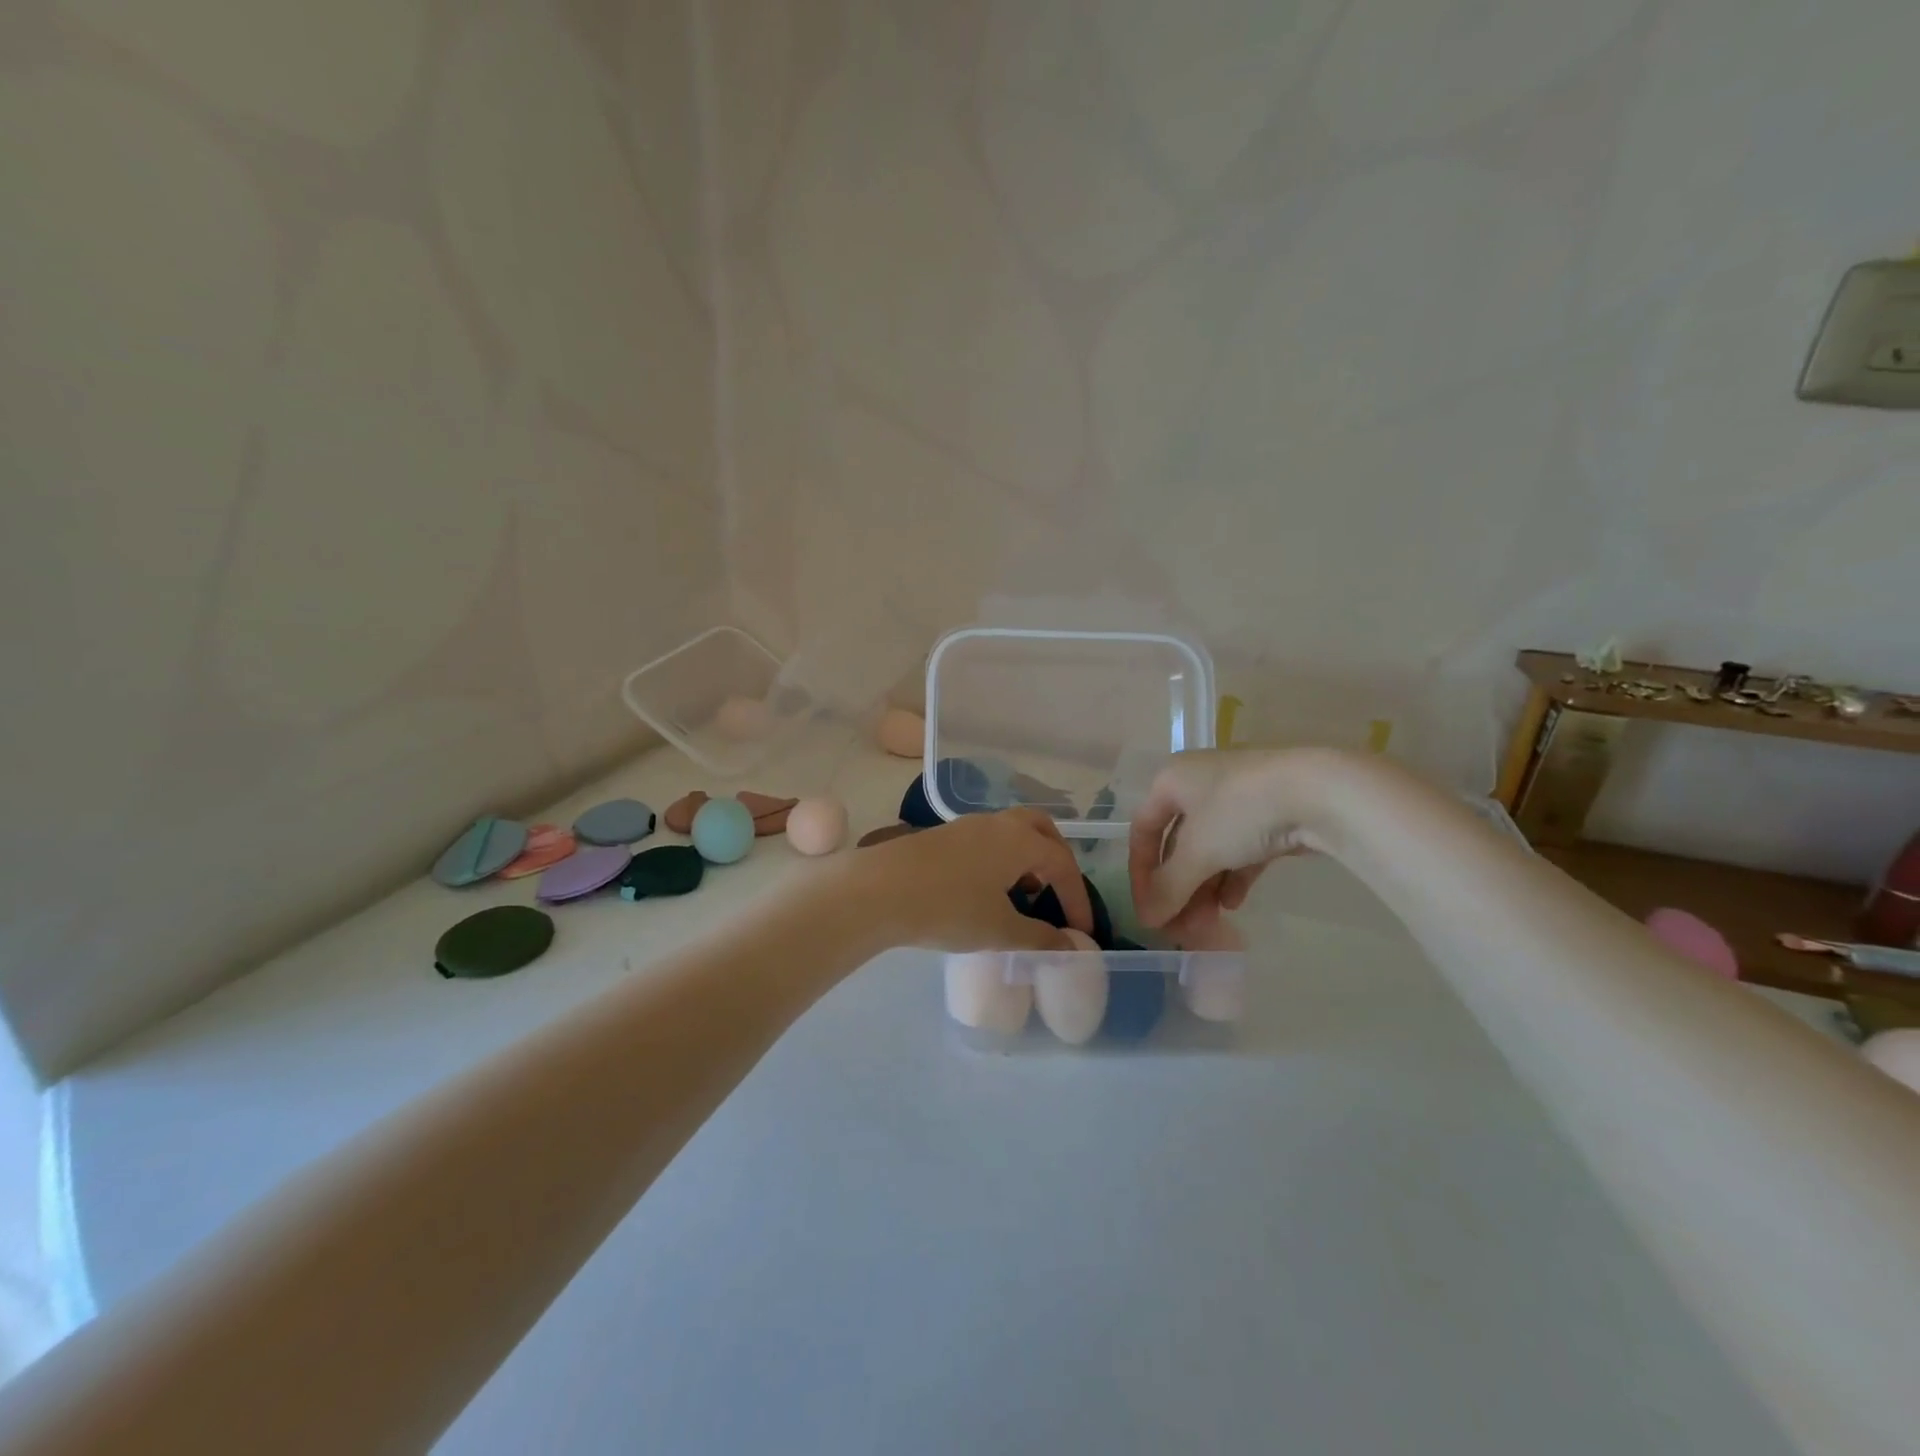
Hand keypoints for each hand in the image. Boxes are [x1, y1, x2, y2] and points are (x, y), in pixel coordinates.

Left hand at [855, 808, 1093, 951]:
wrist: (879, 890)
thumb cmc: (949, 908)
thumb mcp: (999, 931)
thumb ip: (1039, 938)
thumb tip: (1070, 946)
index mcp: (1020, 840)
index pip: (1063, 863)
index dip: (1077, 897)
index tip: (1082, 930)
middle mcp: (997, 824)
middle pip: (1040, 830)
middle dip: (1056, 859)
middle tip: (1058, 891)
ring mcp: (967, 827)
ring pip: (1011, 833)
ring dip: (1026, 859)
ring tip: (1023, 895)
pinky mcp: (943, 837)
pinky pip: (987, 842)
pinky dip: (1001, 861)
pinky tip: (987, 892)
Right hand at [1129, 749, 1334, 928]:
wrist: (1321, 792)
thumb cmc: (1240, 811)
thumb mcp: (1197, 852)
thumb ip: (1169, 888)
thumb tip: (1147, 920)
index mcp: (1171, 780)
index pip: (1143, 832)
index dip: (1141, 875)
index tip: (1148, 911)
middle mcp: (1198, 783)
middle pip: (1178, 845)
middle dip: (1179, 889)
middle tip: (1182, 927)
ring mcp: (1237, 797)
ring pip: (1210, 850)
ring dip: (1204, 889)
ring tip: (1209, 923)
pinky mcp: (1269, 813)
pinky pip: (1239, 849)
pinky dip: (1232, 877)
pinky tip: (1234, 904)